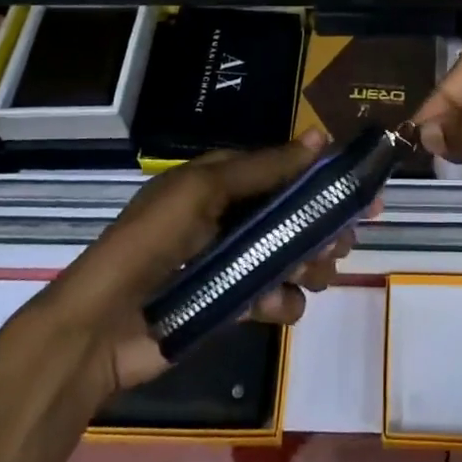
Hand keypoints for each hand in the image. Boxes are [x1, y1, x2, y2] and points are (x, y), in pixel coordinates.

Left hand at [47, 130, 355, 397]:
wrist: (101, 326)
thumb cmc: (153, 242)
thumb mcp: (205, 191)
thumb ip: (264, 167)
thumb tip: (319, 135)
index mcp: (218, 181)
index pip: (281, 169)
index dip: (320, 177)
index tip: (361, 191)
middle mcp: (227, 216)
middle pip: (290, 214)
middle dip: (321, 225)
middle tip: (345, 241)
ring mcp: (228, 262)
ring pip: (287, 256)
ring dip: (310, 263)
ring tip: (320, 274)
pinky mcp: (228, 304)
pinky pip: (271, 297)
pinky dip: (282, 301)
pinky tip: (281, 306)